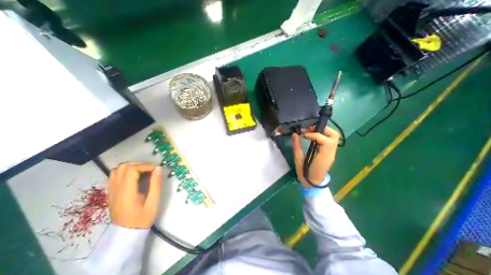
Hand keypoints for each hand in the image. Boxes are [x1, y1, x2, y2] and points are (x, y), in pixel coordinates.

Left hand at [108, 162, 162, 227]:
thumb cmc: (142, 218)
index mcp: (126, 191)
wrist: (126, 233)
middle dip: (139, 164)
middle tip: (151, 170)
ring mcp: (112, 190)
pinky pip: (115, 175)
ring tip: (144, 171)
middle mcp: (116, 189)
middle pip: (123, 167)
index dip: (146, 166)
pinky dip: (126, 171)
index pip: (131, 169)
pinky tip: (135, 177)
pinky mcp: (112, 192)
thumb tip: (159, 168)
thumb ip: (156, 184)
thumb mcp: (153, 201)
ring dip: (132, 166)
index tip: (157, 170)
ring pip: (117, 170)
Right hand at [289, 127, 340, 188]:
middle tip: (309, 130)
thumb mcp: (298, 161)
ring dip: (323, 131)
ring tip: (311, 132)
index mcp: (323, 157)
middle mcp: (330, 153)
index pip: (325, 141)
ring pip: (333, 136)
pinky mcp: (330, 153)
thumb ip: (296, 147)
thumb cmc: (305, 174)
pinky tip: (313, 137)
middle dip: (322, 129)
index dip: (315, 135)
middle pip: (334, 135)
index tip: (304, 134)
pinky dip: (322, 135)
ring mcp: (332, 153)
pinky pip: (330, 140)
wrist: (313, 184)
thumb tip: (295, 134)